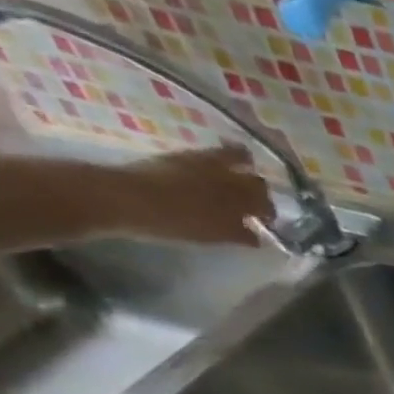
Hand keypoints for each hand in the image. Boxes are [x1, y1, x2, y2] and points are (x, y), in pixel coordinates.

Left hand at [114, 144, 276, 245]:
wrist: (123, 197)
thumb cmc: (175, 221)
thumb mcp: (214, 235)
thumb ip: (240, 234)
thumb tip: (257, 237)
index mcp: (242, 196)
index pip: (267, 202)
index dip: (269, 212)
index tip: (265, 222)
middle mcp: (229, 174)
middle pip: (255, 178)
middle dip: (258, 189)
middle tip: (253, 202)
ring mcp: (202, 160)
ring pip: (234, 157)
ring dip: (241, 168)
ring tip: (236, 181)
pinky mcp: (178, 155)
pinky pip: (208, 155)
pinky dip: (217, 162)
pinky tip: (211, 174)